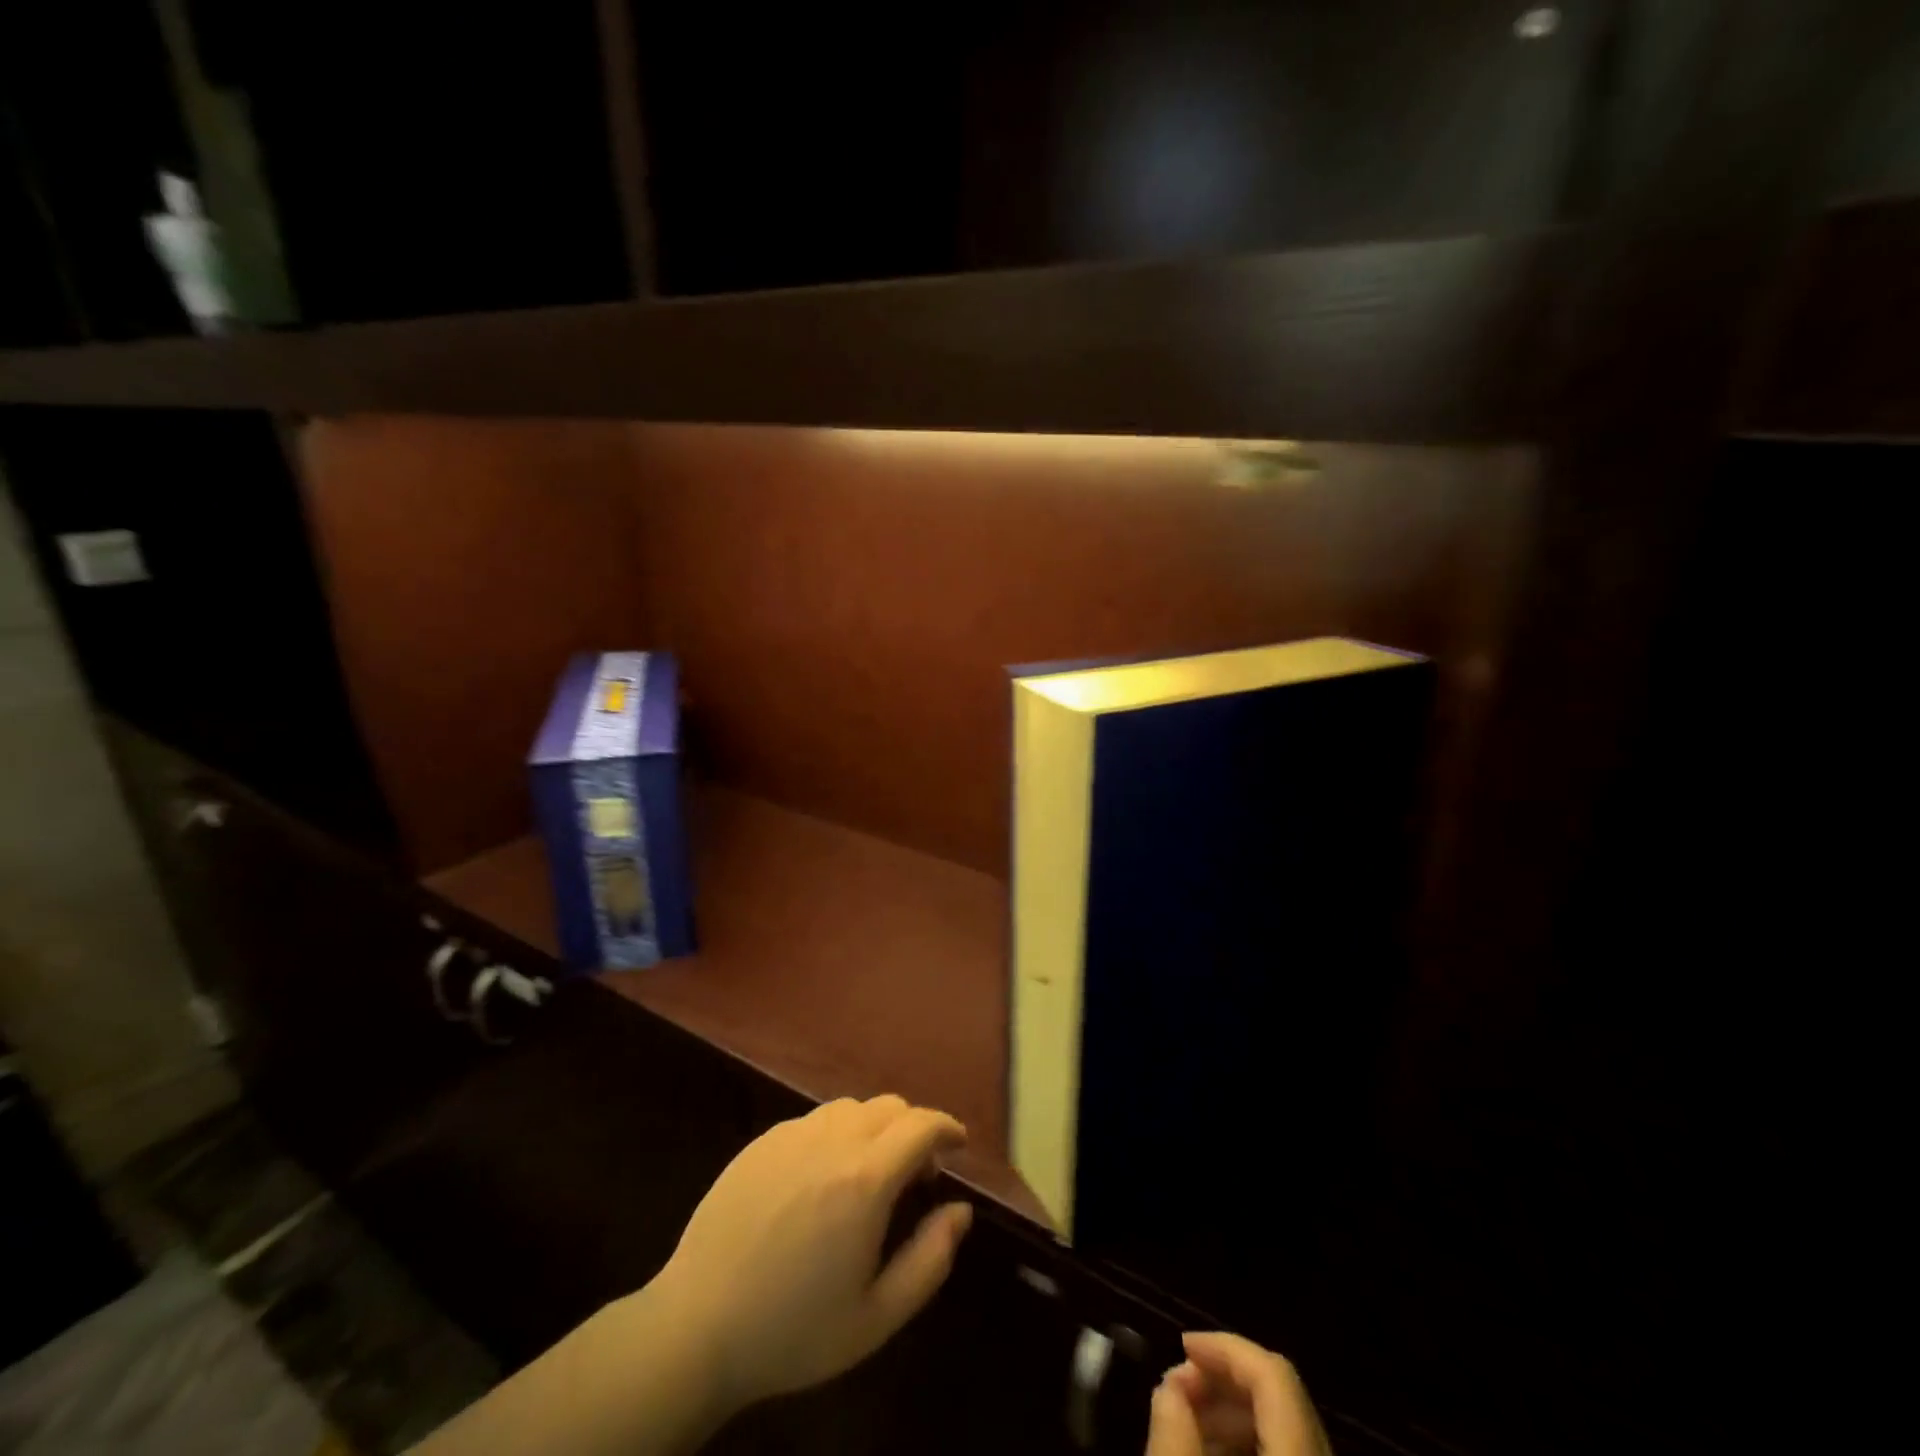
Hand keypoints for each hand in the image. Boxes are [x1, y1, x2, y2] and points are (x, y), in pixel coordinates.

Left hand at [651, 1095, 971, 1409]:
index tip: (958, 1144)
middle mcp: (831, 1141)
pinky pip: (813, 1120)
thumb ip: (930, 1259)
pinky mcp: (761, 1142)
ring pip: (851, 1107)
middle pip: (889, 1107)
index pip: (921, 1125)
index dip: (947, 1127)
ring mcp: (791, 1136)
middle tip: (916, 1174)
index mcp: (865, 1180)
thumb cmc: (793, 1331)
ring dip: (875, 1127)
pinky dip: (836, 1134)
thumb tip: (960, 1210)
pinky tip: (823, 1177)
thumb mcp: (876, 1317)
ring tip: (870, 1172)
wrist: (696, 1327)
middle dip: (914, 1129)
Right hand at [1146, 1332, 1328, 1455]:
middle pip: (1282, 1398)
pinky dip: (1250, 1445)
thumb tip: (1169, 1389)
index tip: (1181, 1346)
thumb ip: (1174, 1440)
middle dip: (1223, 1381)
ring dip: (1232, 1414)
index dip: (1226, 1348)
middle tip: (1175, 1391)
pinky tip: (1212, 1452)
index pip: (1275, 1375)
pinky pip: (1288, 1454)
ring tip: (1185, 1423)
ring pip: (1286, 1429)